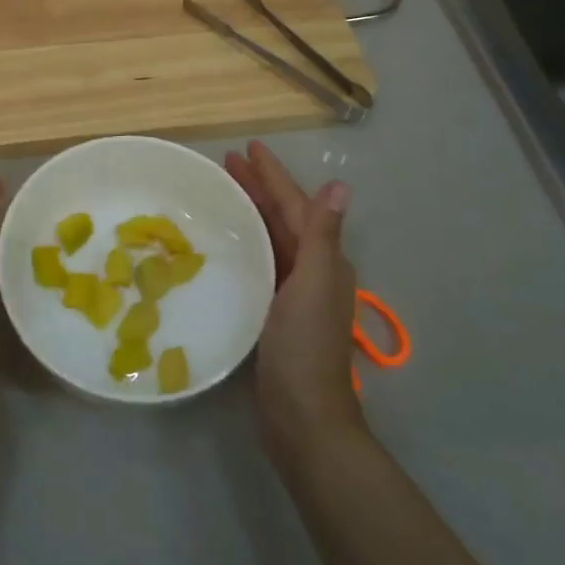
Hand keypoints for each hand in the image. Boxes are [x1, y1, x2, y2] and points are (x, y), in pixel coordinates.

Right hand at [224, 141, 362, 460]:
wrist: (302, 417)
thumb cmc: (305, 348)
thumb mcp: (314, 285)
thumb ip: (323, 235)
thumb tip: (341, 185)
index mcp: (323, 259)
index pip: (296, 205)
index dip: (273, 175)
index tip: (248, 148)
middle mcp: (312, 270)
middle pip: (283, 217)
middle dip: (258, 187)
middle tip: (226, 162)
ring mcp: (292, 291)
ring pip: (270, 238)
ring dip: (250, 212)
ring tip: (223, 191)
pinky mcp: (273, 311)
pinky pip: (259, 262)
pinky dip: (245, 243)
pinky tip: (226, 242)